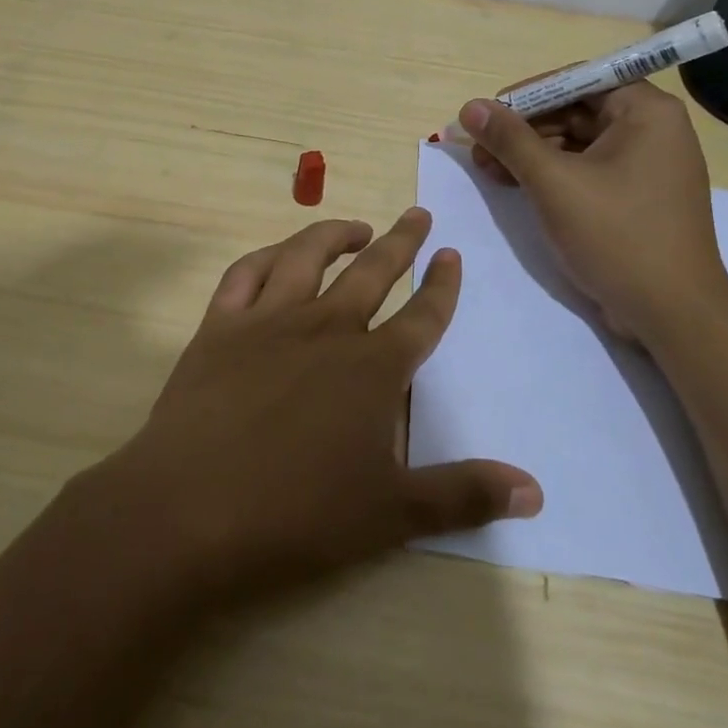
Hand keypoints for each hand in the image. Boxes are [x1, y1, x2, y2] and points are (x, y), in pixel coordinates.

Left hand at [90, 209, 540, 605]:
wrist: (191, 508)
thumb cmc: (298, 513)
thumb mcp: (392, 513)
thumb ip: (464, 495)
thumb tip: (536, 491)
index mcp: (373, 368)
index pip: (422, 316)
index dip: (442, 285)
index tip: (451, 255)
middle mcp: (326, 328)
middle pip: (373, 271)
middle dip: (401, 241)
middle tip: (418, 214)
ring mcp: (269, 320)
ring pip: (307, 257)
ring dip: (334, 233)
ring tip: (355, 226)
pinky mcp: (220, 325)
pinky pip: (246, 273)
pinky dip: (266, 256)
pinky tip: (278, 256)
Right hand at [460, 82, 727, 343]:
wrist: (672, 313)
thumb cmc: (617, 236)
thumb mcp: (554, 183)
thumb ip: (510, 140)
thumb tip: (470, 107)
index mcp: (646, 111)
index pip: (578, 80)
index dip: (528, 95)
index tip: (488, 114)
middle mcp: (653, 129)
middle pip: (575, 110)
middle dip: (524, 129)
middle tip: (480, 148)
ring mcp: (647, 165)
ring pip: (578, 142)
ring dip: (531, 153)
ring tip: (488, 170)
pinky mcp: (637, 196)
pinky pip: (588, 169)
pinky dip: (553, 175)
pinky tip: (516, 186)